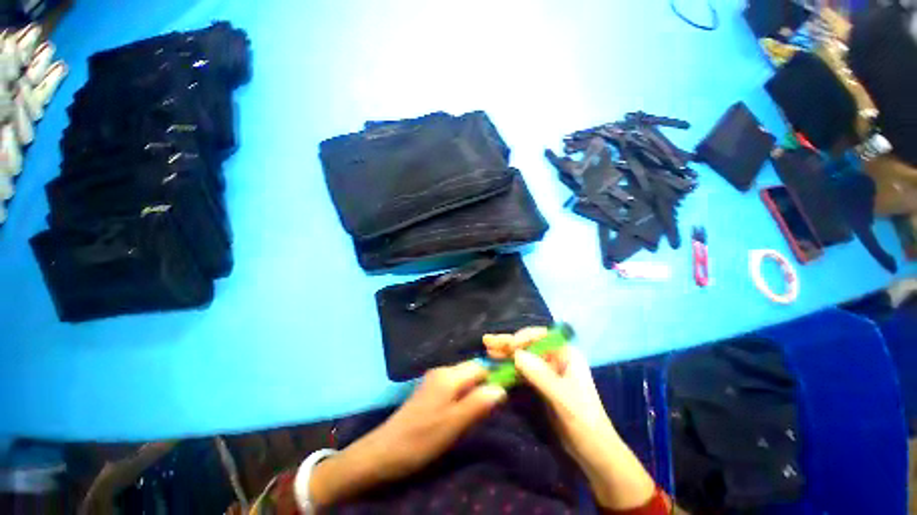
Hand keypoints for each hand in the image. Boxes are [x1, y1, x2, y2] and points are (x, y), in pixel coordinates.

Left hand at [310, 361, 505, 506]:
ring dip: (473, 391)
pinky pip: (453, 386)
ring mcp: (433, 379)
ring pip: (463, 379)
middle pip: (471, 370)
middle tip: (491, 408)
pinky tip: (461, 412)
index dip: (493, 378)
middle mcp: (441, 371)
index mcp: (449, 375)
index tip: (504, 395)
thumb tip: (501, 389)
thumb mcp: (454, 423)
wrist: (385, 450)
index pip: (479, 366)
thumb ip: (478, 403)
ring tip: (479, 412)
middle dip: (483, 385)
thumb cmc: (422, 438)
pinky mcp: (429, 390)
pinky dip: (462, 395)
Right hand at [504, 329, 656, 510]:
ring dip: (506, 354)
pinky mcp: (541, 385)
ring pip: (523, 357)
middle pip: (529, 345)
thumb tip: (516, 353)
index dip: (524, 337)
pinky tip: (496, 366)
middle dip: (508, 343)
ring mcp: (547, 372)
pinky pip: (522, 372)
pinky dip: (509, 368)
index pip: (542, 337)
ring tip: (487, 349)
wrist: (592, 452)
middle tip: (487, 341)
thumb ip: (540, 375)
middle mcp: (556, 359)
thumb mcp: (563, 398)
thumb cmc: (584, 421)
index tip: (510, 346)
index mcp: (567, 355)